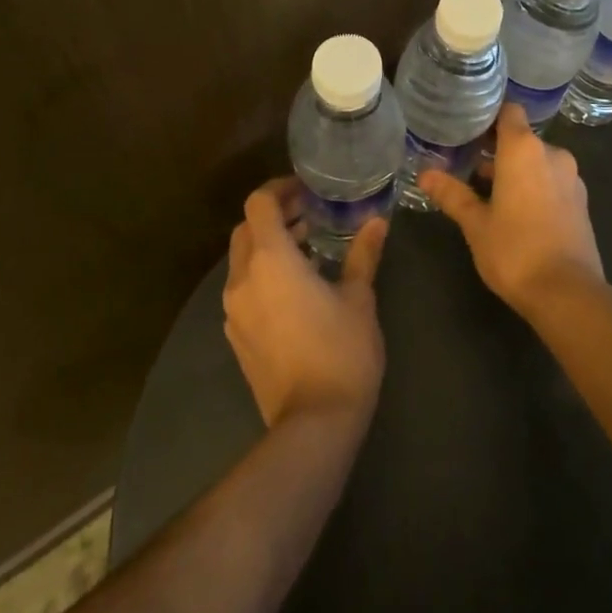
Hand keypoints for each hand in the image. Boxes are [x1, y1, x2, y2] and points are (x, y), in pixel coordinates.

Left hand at [223, 179, 388, 429]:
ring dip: (269, 246)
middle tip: (310, 216)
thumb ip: (363, 254)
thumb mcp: (360, 297)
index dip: (280, 189)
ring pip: (242, 260)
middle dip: (274, 216)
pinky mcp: (236, 336)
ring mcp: (234, 310)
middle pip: (246, 229)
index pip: (260, 204)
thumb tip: (377, 221)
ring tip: (308, 249)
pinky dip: (263, 274)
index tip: (307, 191)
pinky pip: (243, 289)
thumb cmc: (341, 350)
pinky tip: (296, 289)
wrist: (313, 423)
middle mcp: (243, 279)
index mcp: (271, 260)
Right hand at [420, 104, 604, 317]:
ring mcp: (571, 177)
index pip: (509, 111)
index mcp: (524, 149)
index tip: (468, 127)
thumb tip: (424, 174)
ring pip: (538, 161)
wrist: (567, 293)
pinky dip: (536, 186)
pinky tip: (518, 211)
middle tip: (468, 164)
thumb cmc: (514, 250)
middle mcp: (552, 154)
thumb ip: (452, 194)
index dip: (490, 116)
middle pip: (522, 138)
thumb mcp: (475, 223)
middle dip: (498, 150)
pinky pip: (553, 181)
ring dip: (517, 170)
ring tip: (489, 191)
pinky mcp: (581, 201)